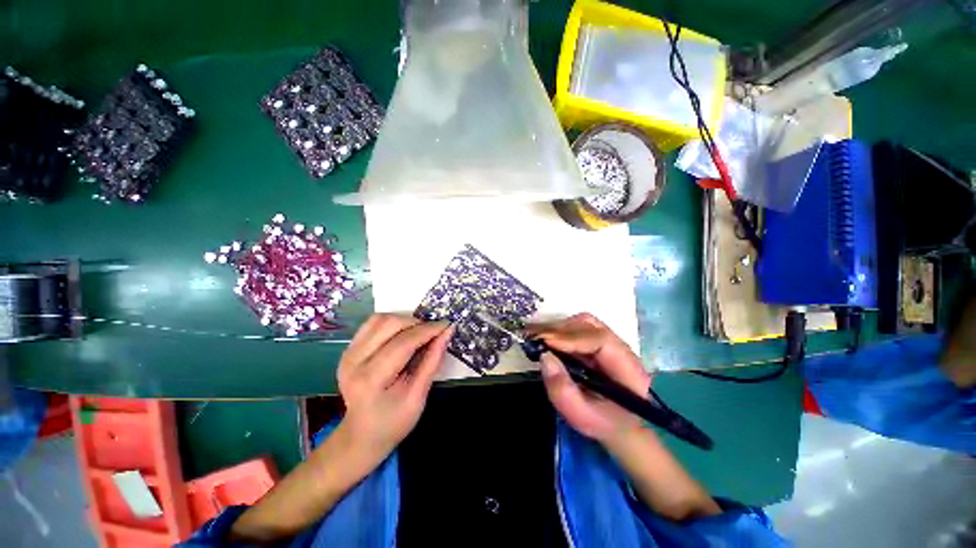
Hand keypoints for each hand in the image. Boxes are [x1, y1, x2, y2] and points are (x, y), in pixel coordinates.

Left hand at [337, 314, 452, 464]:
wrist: (361, 435)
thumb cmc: (393, 422)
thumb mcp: (418, 396)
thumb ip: (432, 361)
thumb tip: (447, 332)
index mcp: (370, 379)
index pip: (403, 343)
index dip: (427, 330)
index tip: (446, 325)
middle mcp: (354, 361)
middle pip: (388, 324)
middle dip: (416, 322)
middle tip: (433, 332)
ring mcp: (348, 353)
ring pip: (379, 319)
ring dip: (404, 320)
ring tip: (419, 332)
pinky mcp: (348, 349)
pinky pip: (372, 324)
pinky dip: (392, 323)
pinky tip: (403, 334)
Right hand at [530, 313, 651, 446]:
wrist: (618, 424)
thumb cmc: (602, 422)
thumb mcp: (581, 415)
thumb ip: (562, 390)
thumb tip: (544, 356)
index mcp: (627, 368)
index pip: (600, 341)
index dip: (571, 338)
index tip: (545, 341)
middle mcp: (621, 349)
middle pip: (591, 326)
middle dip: (560, 330)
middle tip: (535, 338)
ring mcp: (610, 343)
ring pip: (583, 323)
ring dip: (559, 328)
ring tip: (539, 338)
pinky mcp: (598, 342)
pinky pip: (578, 328)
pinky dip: (561, 331)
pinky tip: (547, 339)